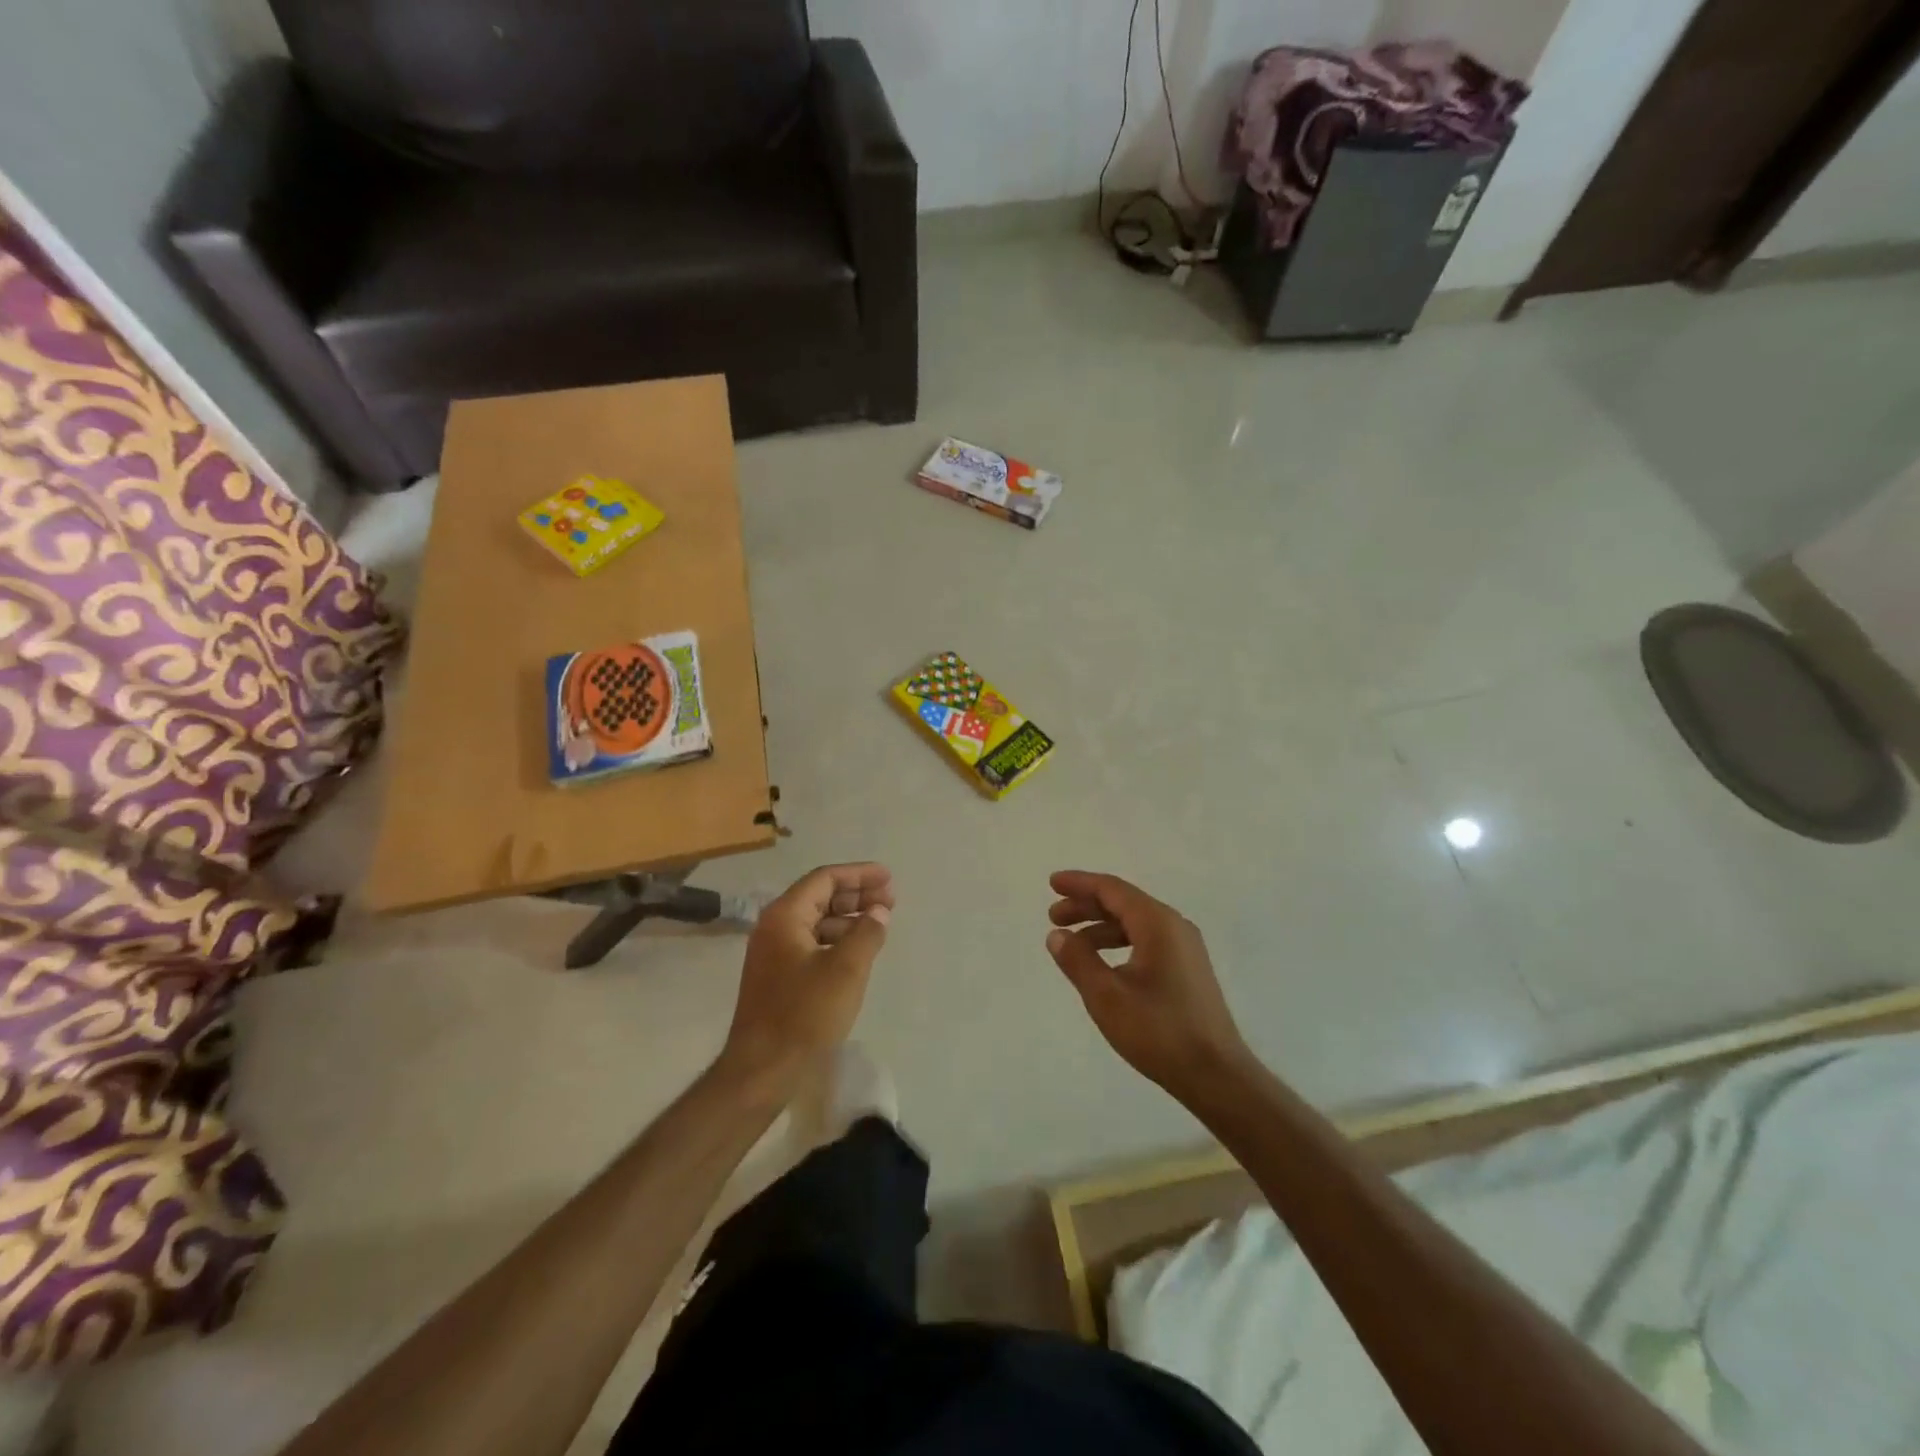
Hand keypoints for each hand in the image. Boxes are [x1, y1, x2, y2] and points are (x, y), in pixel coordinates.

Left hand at [719, 863, 893, 1090]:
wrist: (762, 1069)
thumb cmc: (805, 1014)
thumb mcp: (846, 970)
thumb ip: (867, 933)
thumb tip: (879, 912)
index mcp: (785, 916)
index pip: (824, 879)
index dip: (859, 875)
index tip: (889, 878)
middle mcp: (774, 927)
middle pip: (819, 897)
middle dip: (856, 895)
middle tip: (890, 899)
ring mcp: (773, 953)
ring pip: (816, 921)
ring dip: (848, 918)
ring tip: (880, 923)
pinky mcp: (777, 976)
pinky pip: (811, 943)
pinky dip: (837, 939)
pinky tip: (858, 950)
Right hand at [1046, 870, 1249, 1099]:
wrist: (1217, 1075)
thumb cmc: (1159, 1032)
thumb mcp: (1107, 997)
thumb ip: (1078, 960)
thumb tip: (1057, 935)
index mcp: (1157, 923)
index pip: (1112, 889)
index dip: (1079, 883)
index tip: (1052, 883)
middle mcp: (1174, 926)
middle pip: (1123, 902)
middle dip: (1086, 905)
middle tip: (1054, 916)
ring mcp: (1185, 948)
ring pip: (1135, 923)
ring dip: (1101, 927)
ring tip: (1072, 943)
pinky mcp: (1188, 969)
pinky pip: (1146, 940)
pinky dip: (1119, 942)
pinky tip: (1103, 964)